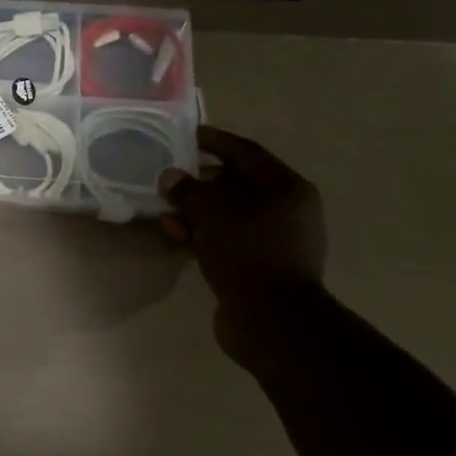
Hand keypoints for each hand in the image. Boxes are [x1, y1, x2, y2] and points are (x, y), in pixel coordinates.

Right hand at [159, 126, 326, 342]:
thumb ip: (188, 190)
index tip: (190, 135)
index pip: (246, 153)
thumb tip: (171, 178)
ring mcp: (277, 241)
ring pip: (231, 215)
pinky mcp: (262, 266)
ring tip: (166, 210)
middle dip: (201, 181)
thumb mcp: (212, 213)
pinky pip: (229, 239)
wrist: (271, 320)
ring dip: (198, 211)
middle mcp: (288, 210)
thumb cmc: (247, 251)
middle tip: (170, 177)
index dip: (216, 141)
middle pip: (238, 185)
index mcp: (287, 188)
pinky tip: (177, 234)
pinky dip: (205, 234)